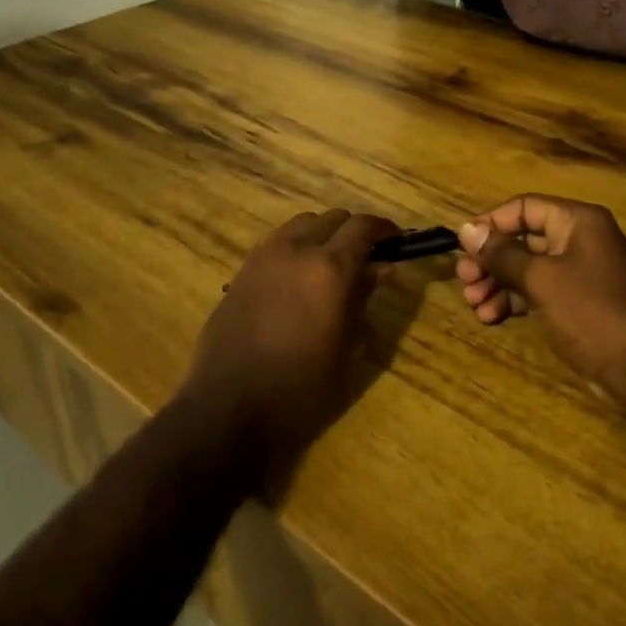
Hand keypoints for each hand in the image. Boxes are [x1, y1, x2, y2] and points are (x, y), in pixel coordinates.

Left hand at [180, 208, 400, 477]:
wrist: (228, 407)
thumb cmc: (300, 387)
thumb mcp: (347, 348)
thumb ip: (363, 299)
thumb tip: (381, 268)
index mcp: (329, 268)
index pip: (364, 226)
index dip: (385, 229)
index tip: (397, 241)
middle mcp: (296, 249)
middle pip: (334, 218)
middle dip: (355, 231)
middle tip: (367, 258)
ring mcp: (264, 256)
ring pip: (303, 224)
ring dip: (324, 234)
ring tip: (332, 265)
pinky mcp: (242, 270)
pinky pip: (278, 241)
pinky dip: (297, 246)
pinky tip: (299, 278)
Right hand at [456, 195, 625, 415]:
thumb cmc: (592, 312)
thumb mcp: (541, 279)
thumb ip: (502, 254)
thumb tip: (466, 229)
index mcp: (577, 221)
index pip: (524, 207)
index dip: (490, 223)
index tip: (462, 246)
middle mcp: (580, 240)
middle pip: (523, 239)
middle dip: (490, 260)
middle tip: (464, 281)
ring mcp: (580, 273)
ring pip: (527, 268)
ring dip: (497, 283)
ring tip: (473, 304)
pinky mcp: (578, 302)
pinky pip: (538, 291)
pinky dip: (514, 300)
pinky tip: (491, 317)